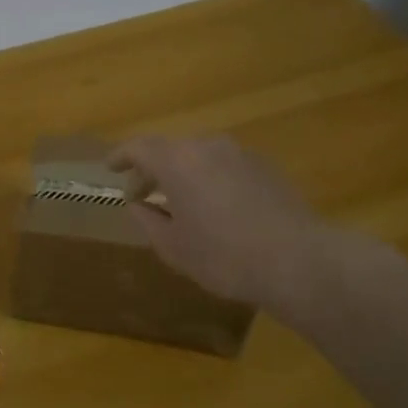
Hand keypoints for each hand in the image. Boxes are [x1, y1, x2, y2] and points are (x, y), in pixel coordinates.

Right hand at [108, 134, 324, 309]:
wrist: (297, 261)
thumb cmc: (223, 256)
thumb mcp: (173, 246)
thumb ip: (147, 220)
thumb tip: (138, 204)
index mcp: (177, 161)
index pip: (139, 147)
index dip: (121, 157)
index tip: (110, 168)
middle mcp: (207, 146)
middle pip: (170, 149)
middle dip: (152, 169)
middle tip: (142, 194)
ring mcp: (240, 154)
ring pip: (200, 156)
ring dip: (183, 173)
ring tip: (179, 202)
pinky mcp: (265, 167)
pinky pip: (225, 165)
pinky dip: (210, 178)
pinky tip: (215, 207)